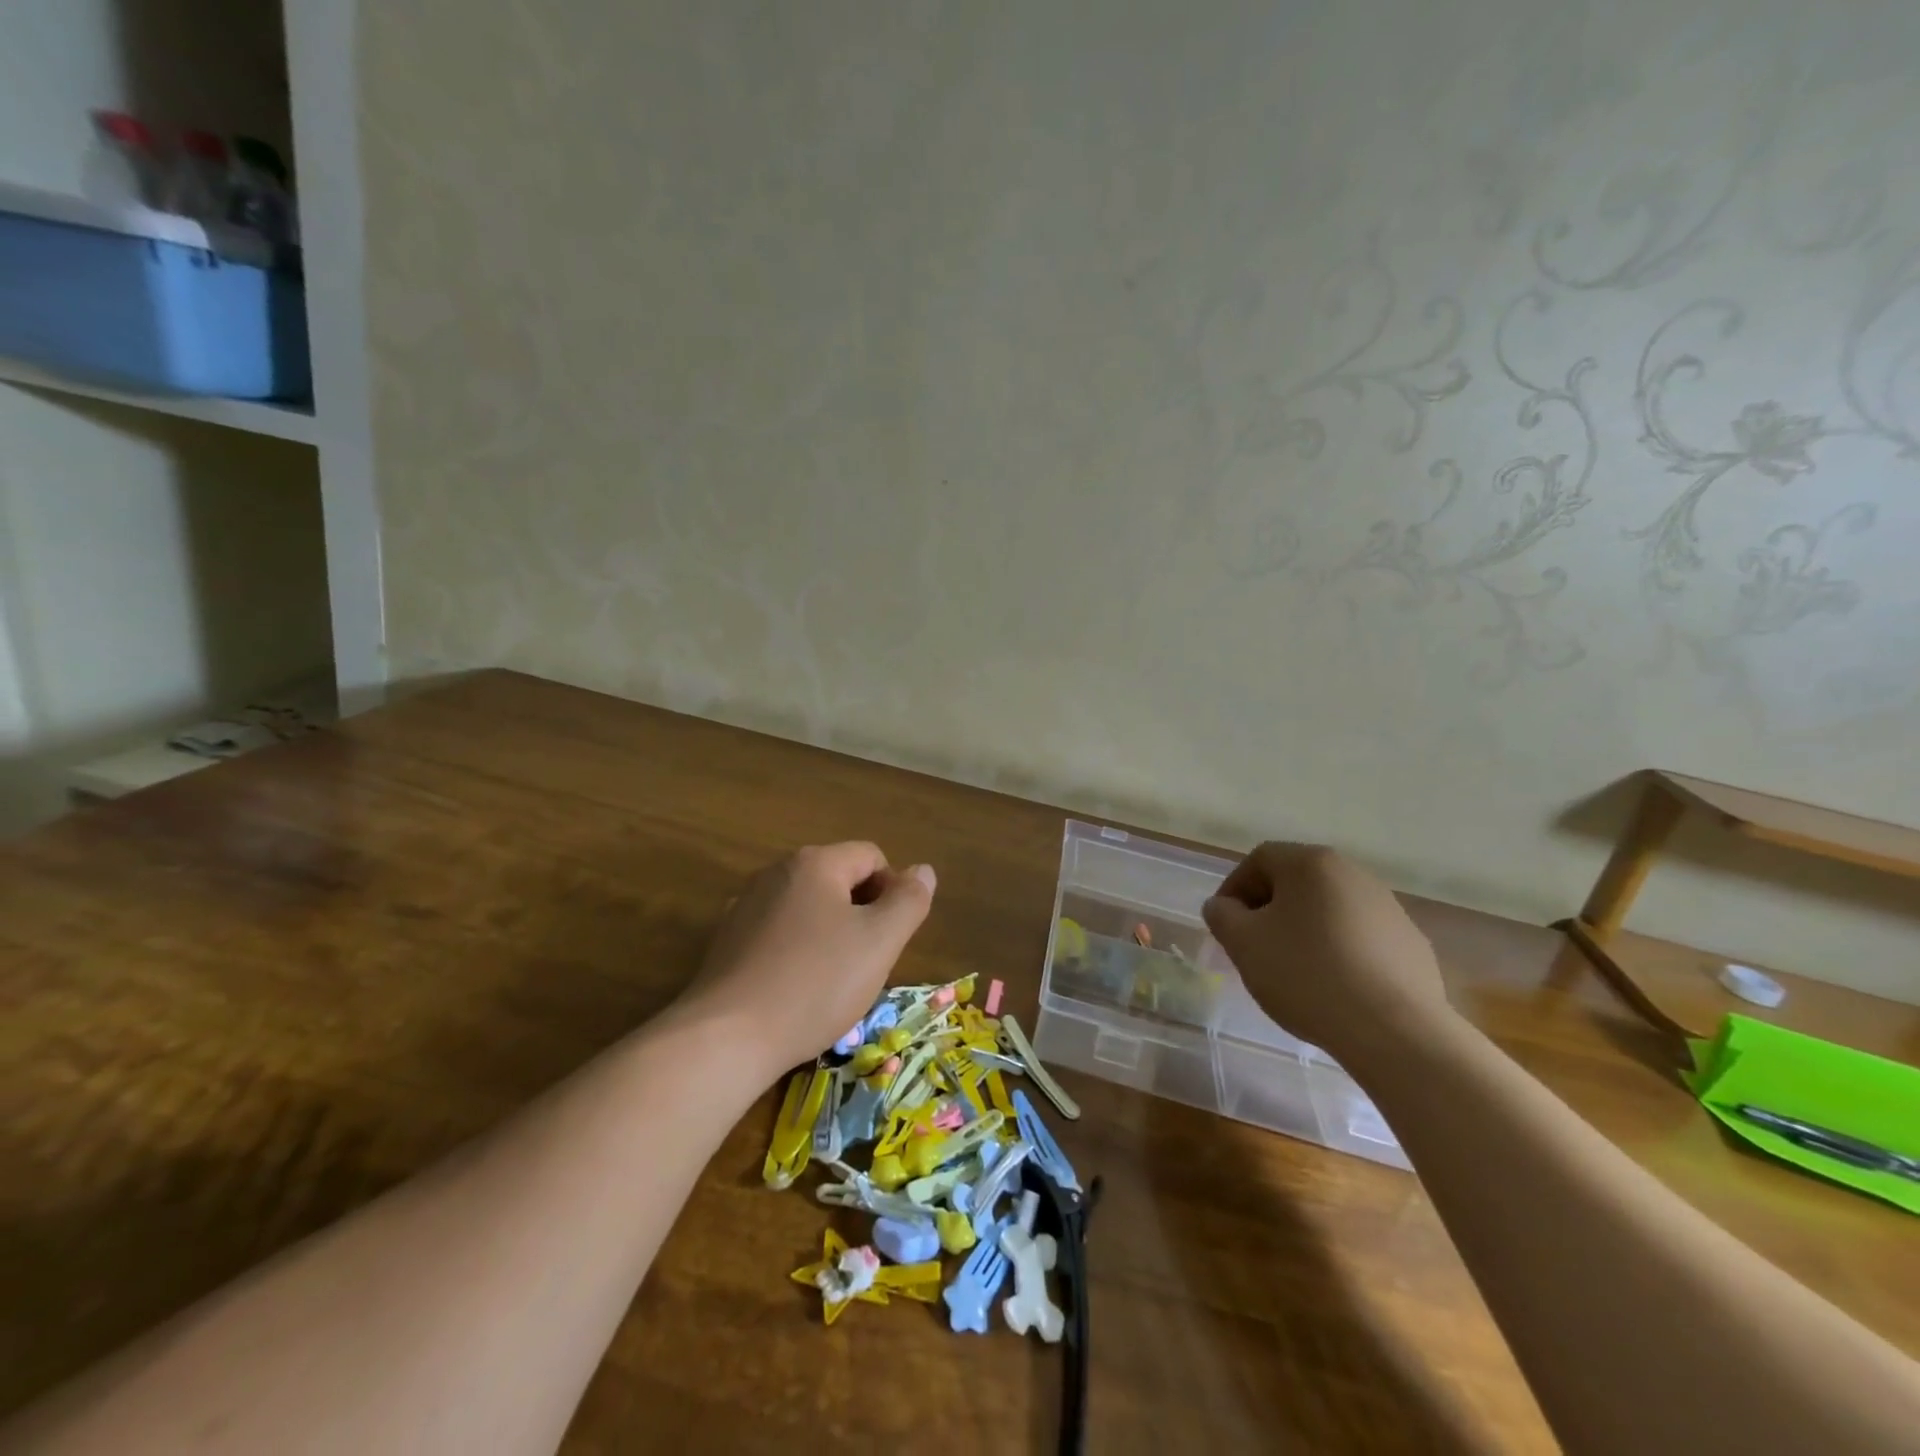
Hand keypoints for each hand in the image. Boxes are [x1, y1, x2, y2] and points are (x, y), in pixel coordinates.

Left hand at [683, 842, 935, 1076]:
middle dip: (862, 915)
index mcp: (815, 863)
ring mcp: (746, 905)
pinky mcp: (727, 940)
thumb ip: (909, 901)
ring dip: (831, 935)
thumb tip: (923, 871)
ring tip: (833, 981)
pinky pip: (779, 933)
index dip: (893, 892)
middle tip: (866, 962)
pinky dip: (797, 952)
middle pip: (839, 879)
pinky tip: (796, 990)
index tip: (890, 939)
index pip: (872, 857)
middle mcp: (777, 872)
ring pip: (809, 909)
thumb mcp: (880, 942)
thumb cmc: (815, 983)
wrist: (726, 1038)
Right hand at [1202, 843, 1448, 1064]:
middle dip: (1269, 910)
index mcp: (1312, 863)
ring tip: (1293, 971)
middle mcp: (1354, 874)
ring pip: (1329, 910)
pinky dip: (1339, 953)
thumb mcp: (1243, 943)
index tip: (1225, 925)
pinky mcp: (1412, 944)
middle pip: (1297, 882)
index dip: (1234, 888)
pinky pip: (1360, 938)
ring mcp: (1390, 908)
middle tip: (1254, 946)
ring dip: (1304, 931)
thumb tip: (1224, 906)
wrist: (1396, 1031)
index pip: (1259, 860)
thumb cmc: (1307, 975)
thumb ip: (1222, 915)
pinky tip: (1333, 988)